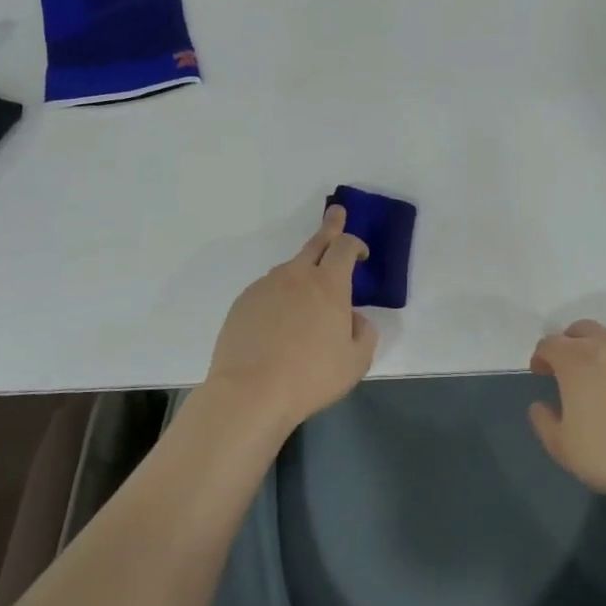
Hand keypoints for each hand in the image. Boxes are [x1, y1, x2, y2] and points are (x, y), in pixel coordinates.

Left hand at [202, 206, 379, 433]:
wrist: (250, 393)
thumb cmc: (311, 376)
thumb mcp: (356, 361)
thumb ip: (363, 332)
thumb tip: (352, 317)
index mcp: (328, 285)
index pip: (344, 248)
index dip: (355, 244)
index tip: (361, 253)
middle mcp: (296, 276)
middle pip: (315, 243)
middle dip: (330, 226)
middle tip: (336, 213)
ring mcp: (265, 287)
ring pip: (289, 271)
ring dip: (302, 274)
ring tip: (306, 305)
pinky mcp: (242, 303)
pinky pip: (268, 292)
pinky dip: (279, 298)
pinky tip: (278, 326)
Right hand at [528, 320, 605, 501]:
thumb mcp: (565, 449)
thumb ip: (545, 423)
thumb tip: (540, 406)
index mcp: (577, 360)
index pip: (550, 344)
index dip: (541, 356)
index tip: (541, 372)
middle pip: (581, 330)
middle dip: (570, 345)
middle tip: (569, 370)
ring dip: (600, 352)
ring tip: (604, 382)